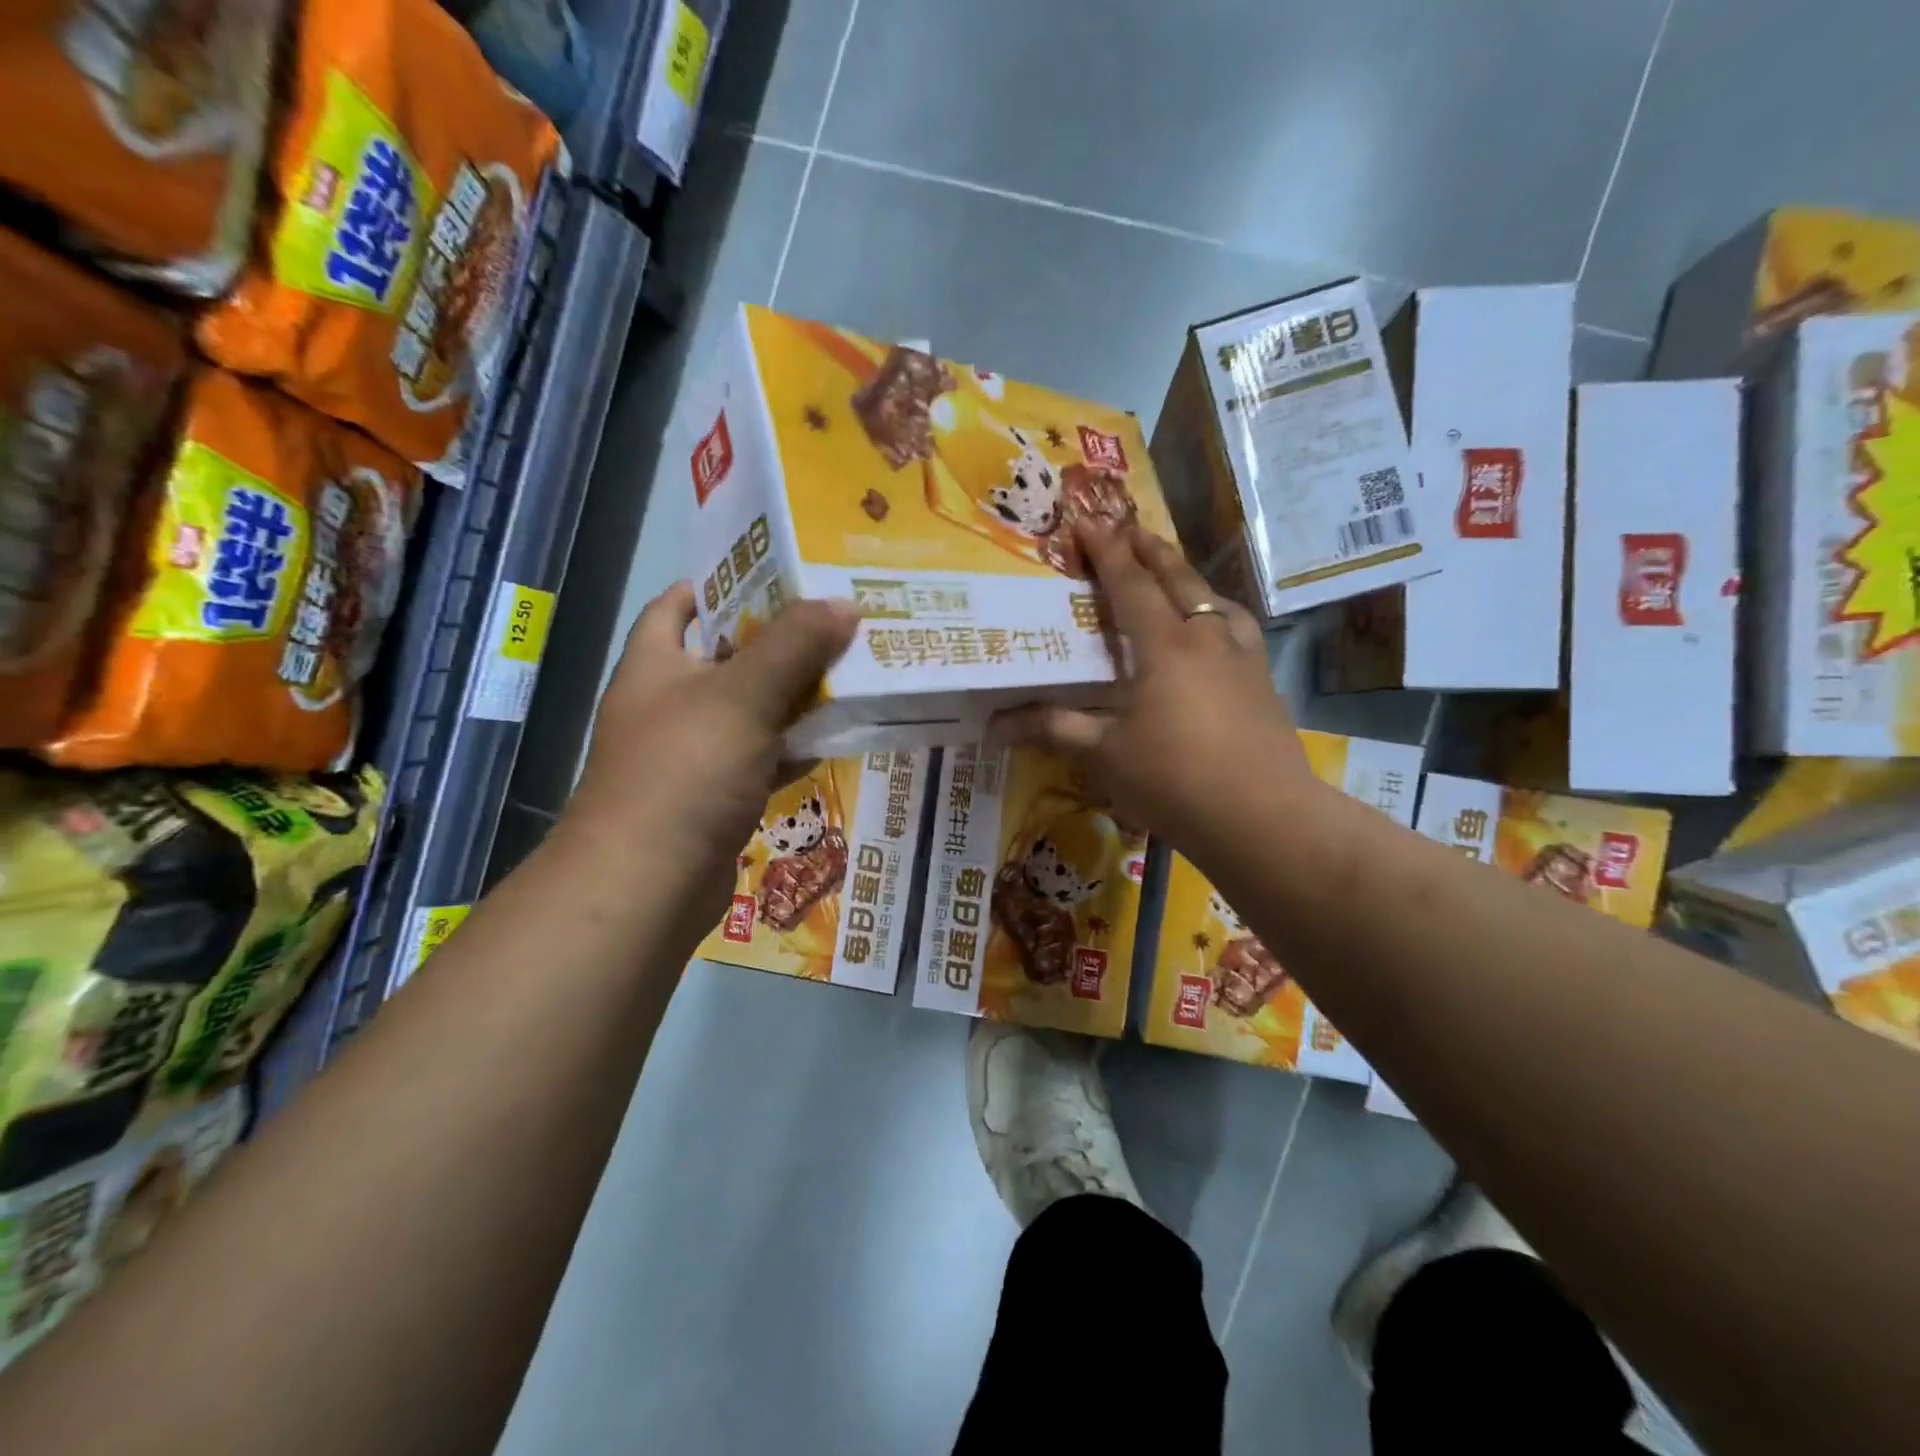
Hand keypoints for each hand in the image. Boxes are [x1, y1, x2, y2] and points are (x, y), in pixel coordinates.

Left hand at [565, 582, 858, 934]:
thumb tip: (844, 603)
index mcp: (656, 664)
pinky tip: (835, 738)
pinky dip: (793, 747)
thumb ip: (794, 646)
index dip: (721, 583)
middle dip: (778, 640)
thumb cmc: (684, 771)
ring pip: (751, 711)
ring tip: (849, 670)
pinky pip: (761, 758)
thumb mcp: (742, 696)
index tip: (776, 573)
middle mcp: (668, 703)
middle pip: (727, 657)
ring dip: (793, 696)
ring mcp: (692, 753)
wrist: (647, 883)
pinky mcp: (715, 796)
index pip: (678, 605)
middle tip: (835, 620)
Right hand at [994, 524, 1313, 854]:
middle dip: (1151, 550)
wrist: (1263, 818)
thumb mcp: (1105, 754)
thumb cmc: (1174, 779)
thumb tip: (994, 724)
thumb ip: (1054, 729)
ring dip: (1190, 579)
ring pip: (1215, 600)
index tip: (1089, 522)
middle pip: (1178, 580)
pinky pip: (1236, 628)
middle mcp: (1208, 637)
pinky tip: (1215, 634)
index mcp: (1165, 645)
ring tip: (1175, 576)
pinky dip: (1217, 614)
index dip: (1108, 551)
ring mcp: (1243, 657)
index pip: (1131, 584)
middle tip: (1131, 528)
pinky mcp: (1263, 682)